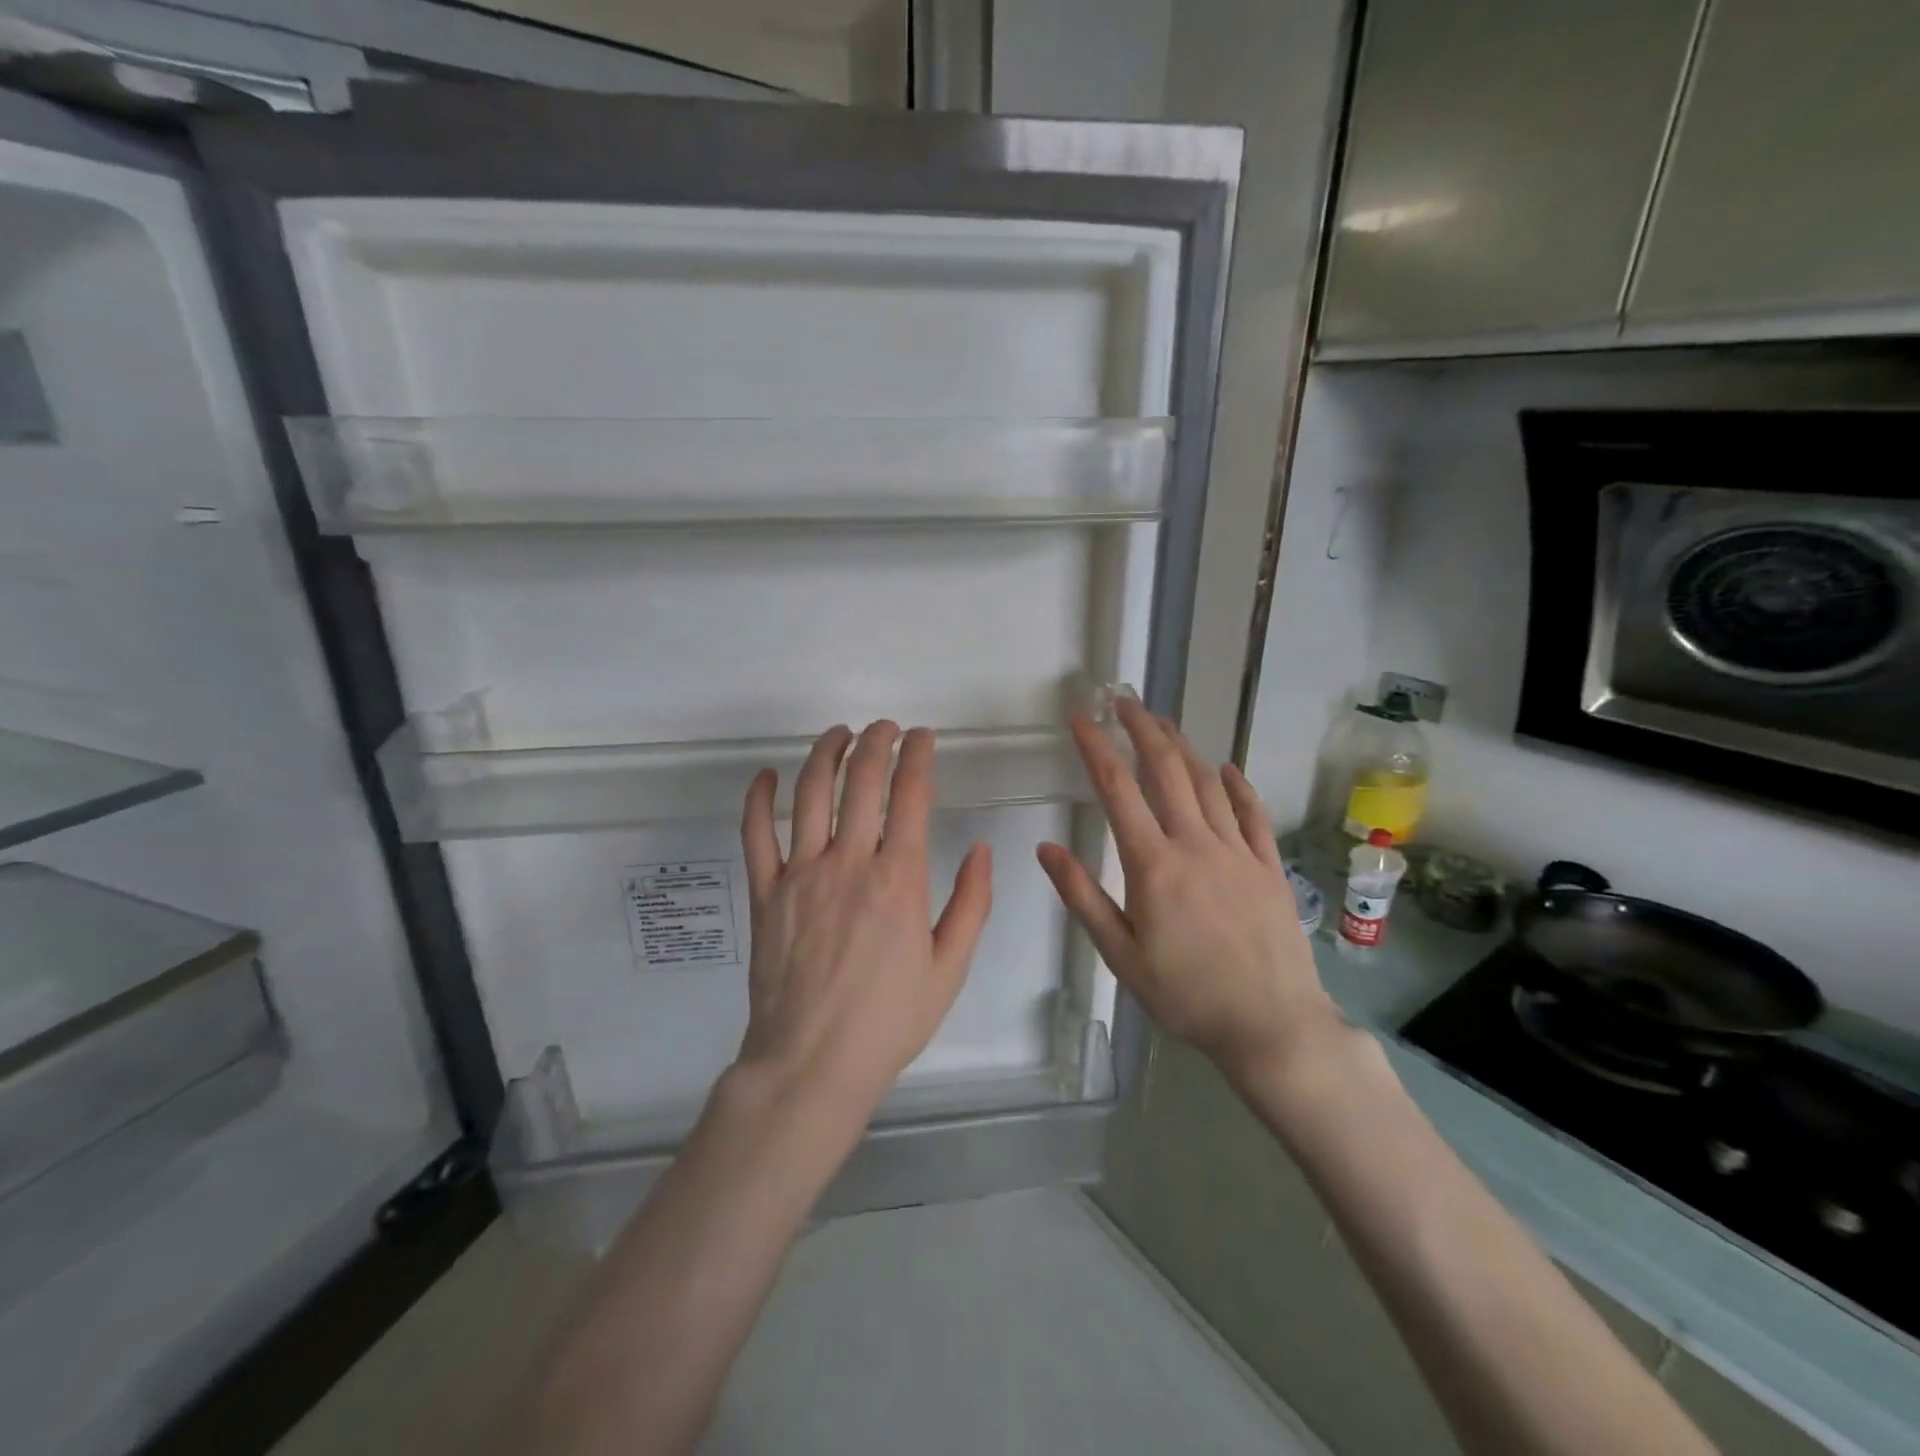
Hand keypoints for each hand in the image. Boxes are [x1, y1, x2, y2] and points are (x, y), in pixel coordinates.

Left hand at [734, 721, 992, 1121]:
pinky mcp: (765, 891)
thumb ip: (971, 904)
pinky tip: (767, 776)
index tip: (922, 736)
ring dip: (826, 753)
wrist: (812, 1063)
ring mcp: (800, 873)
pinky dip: (758, 798)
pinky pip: (756, 833)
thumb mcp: (950, 969)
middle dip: (876, 741)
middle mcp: (849, 862)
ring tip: (840, 734)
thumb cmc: (888, 1020)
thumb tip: (980, 850)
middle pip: (861, 780)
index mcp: (899, 879)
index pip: (911, 794)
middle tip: (885, 728)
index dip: (918, 756)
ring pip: (810, 792)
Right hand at [1036, 698, 1339, 1086]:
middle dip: (1142, 729)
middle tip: (1124, 701)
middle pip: (1166, 770)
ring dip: (1183, 747)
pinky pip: (1253, 814)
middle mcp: (1196, 844)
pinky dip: (1237, 786)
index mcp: (1153, 865)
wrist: (1272, 1026)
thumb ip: (1082, 897)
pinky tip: (1227, 768)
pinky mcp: (1269, 866)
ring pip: (1207, 783)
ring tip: (1163, 723)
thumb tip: (1046, 849)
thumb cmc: (1186, 995)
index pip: (1118, 790)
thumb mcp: (1120, 955)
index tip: (1081, 718)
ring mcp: (1238, 852)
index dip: (1096, 747)